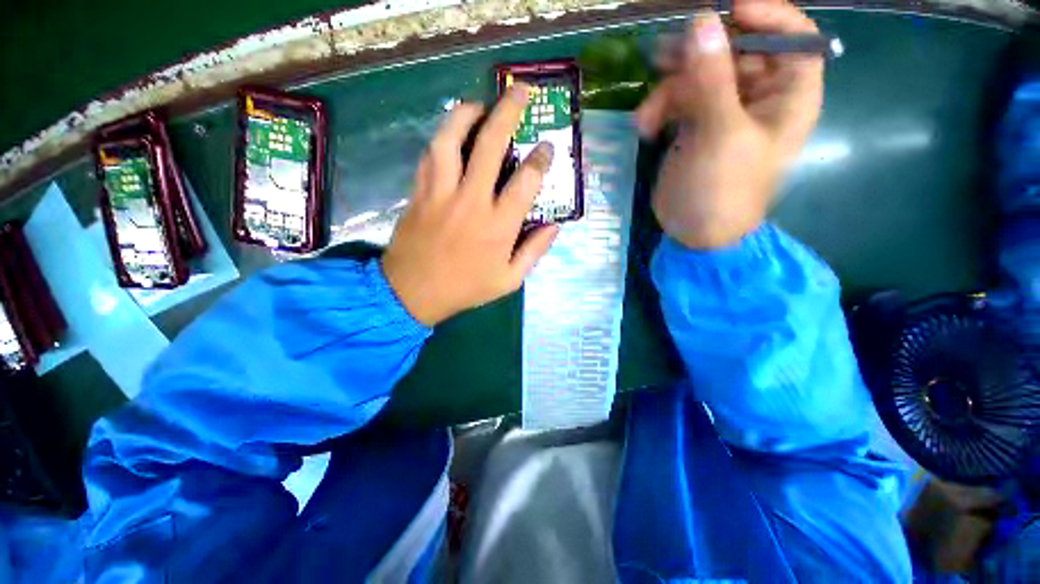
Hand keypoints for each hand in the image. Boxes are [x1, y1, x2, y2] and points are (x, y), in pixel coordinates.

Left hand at [382, 85, 559, 325]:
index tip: (547, 148)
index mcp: (498, 225)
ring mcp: (441, 193)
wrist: (413, 292)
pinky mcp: (420, 192)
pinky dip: (442, 137)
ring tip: (479, 105)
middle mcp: (472, 201)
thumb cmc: (466, 288)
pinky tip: (452, 134)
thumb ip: (534, 251)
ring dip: (467, 114)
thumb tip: (555, 226)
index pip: (526, 180)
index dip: (541, 158)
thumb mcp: (509, 280)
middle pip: (492, 144)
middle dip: (509, 112)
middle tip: (520, 92)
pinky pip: (430, 155)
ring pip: (451, 139)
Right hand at [634, 0, 823, 248]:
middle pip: (737, 49)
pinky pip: (678, 99)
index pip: (793, 36)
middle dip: (700, 54)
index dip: (765, 14)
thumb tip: (700, 22)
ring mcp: (724, 109)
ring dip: (670, 88)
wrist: (694, 232)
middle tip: (664, 58)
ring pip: (700, 73)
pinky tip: (646, 129)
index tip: (726, 10)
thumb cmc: (722, 190)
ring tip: (649, 113)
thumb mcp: (720, 135)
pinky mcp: (695, 124)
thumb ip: (712, 80)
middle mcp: (760, 95)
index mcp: (788, 95)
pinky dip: (660, 109)